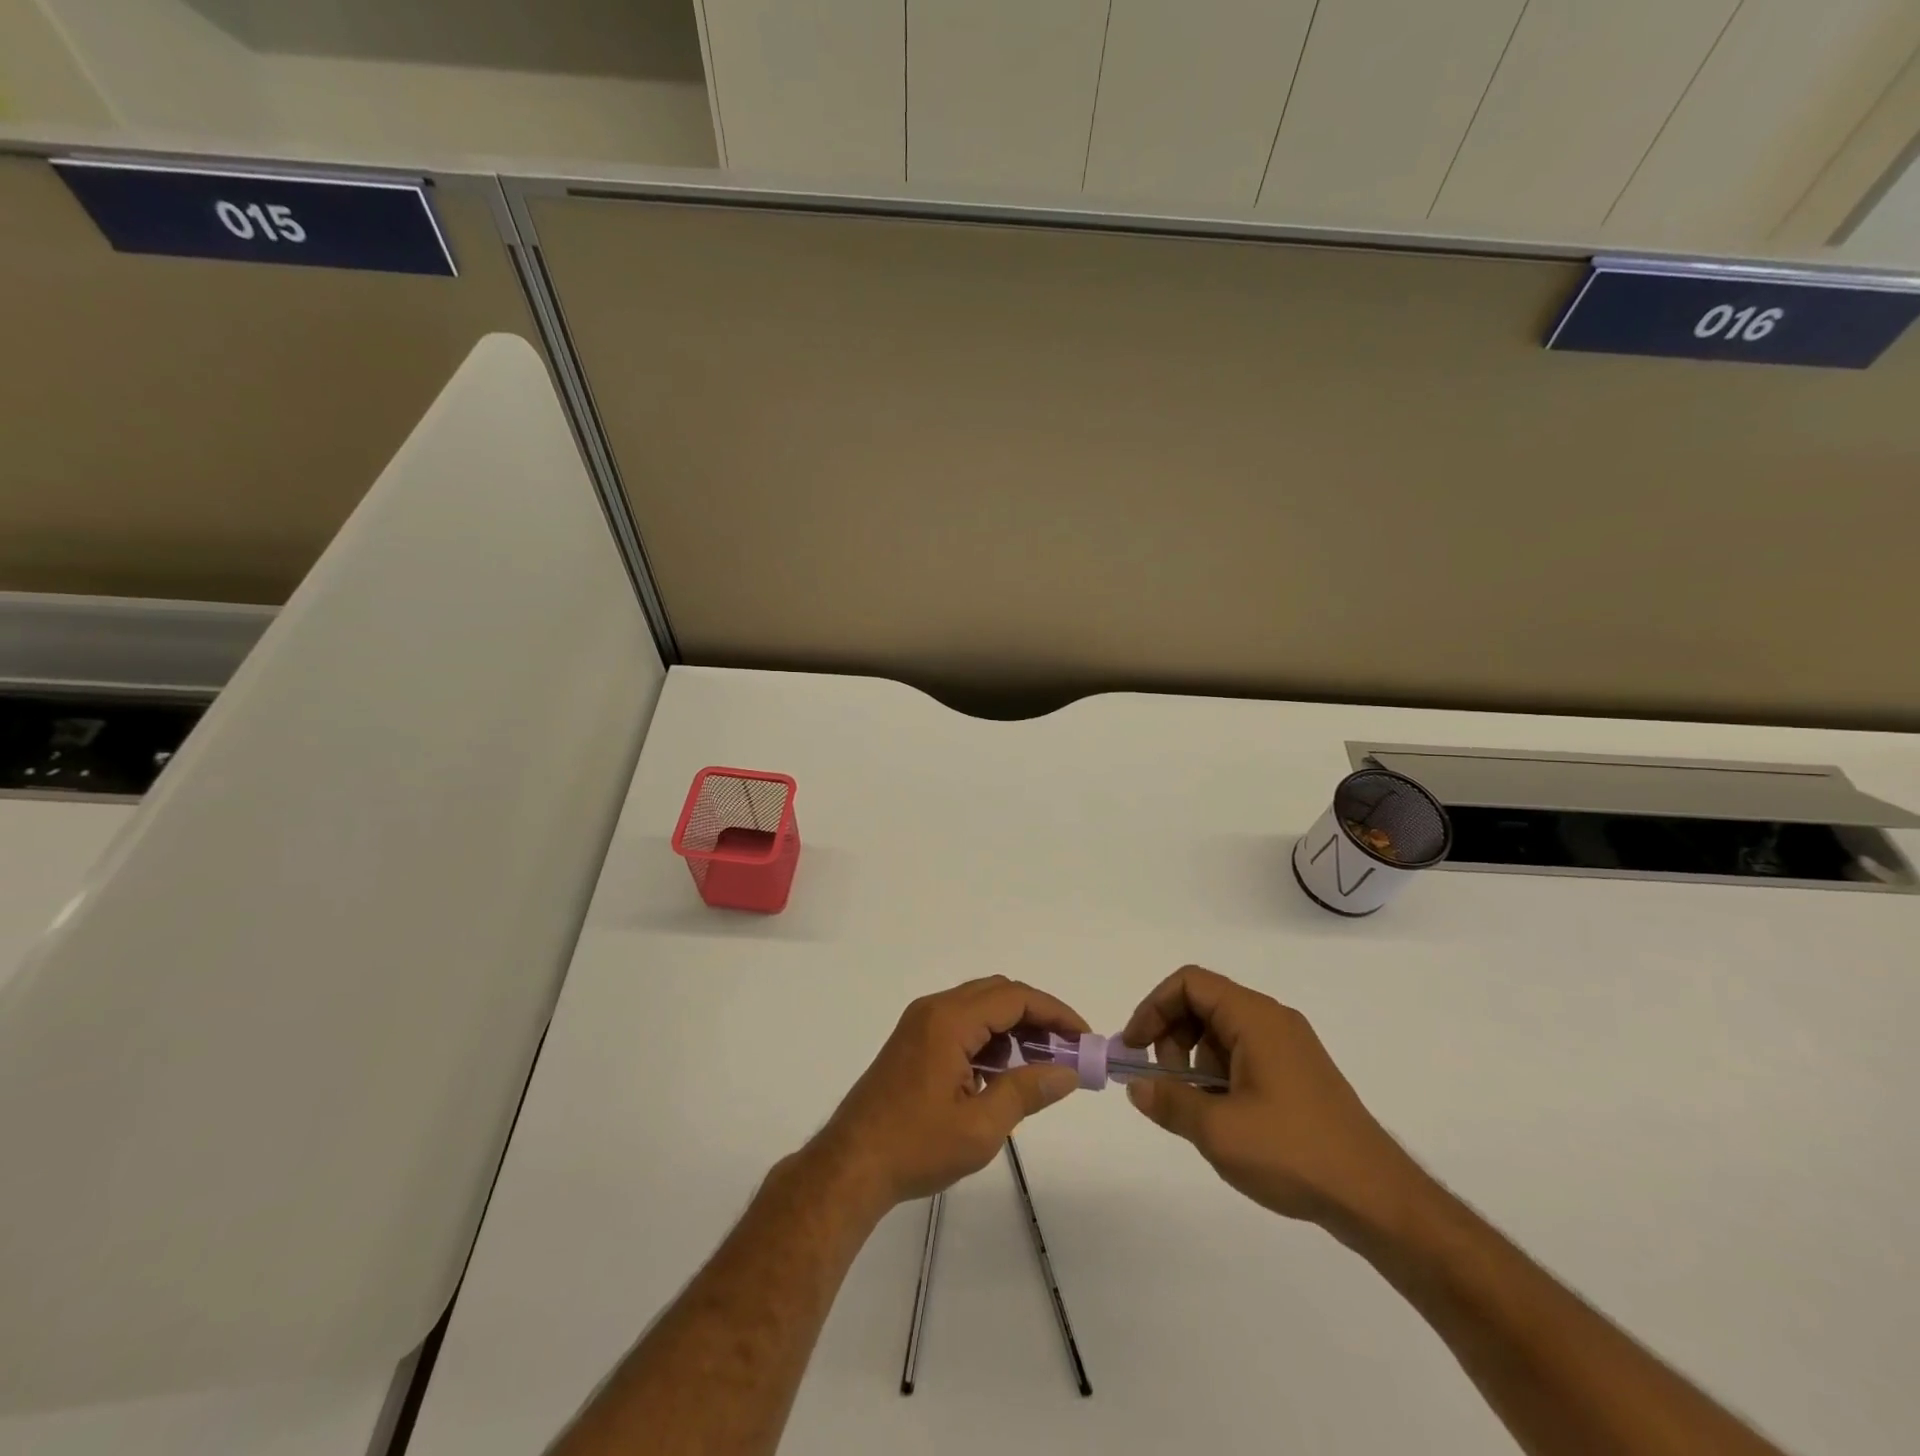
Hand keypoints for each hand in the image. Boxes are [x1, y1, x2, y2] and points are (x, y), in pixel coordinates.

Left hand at [810, 976, 1087, 1212]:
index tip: (1083, 1037)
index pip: (1014, 998)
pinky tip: (1003, 1073)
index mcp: (949, 1020)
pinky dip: (989, 1039)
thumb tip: (1067, 1073)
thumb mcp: (980, 1126)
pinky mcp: (913, 1041)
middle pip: (997, 994)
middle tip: (1068, 1049)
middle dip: (1037, 1016)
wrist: (850, 1165)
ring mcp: (920, 1024)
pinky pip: (962, 1024)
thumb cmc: (915, 1146)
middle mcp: (934, 1009)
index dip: (1054, 1012)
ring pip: (979, 1008)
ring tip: (1043, 1063)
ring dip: (1013, 1027)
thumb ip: (1026, 1091)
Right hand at [1120, 965, 1416, 1231]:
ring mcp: (1289, 1047)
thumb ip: (1169, 1101)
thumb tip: (1136, 1085)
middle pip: (1204, 1003)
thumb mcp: (1218, 1130)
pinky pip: (1243, 1054)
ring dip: (1195, 1060)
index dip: (1153, 1007)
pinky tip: (1224, 1118)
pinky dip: (1219, 1074)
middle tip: (1165, 1082)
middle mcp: (1273, 1021)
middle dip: (1172, 1036)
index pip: (1190, 983)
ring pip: (1221, 1031)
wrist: (1377, 1199)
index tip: (1134, 1047)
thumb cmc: (1294, 1153)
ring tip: (1197, 1108)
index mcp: (1255, 1018)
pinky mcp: (1298, 1074)